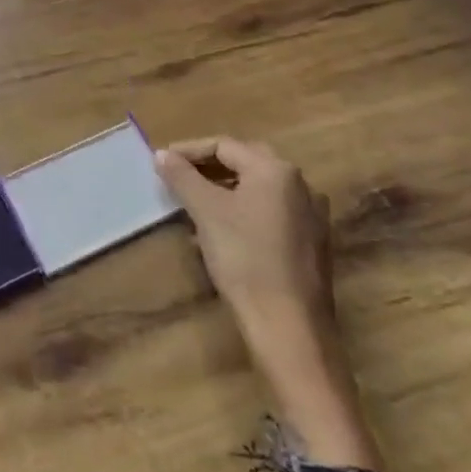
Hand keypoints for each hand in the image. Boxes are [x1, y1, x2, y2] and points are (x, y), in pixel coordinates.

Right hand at [156, 136, 382, 471]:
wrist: (289, 326)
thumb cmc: (245, 258)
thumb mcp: (206, 212)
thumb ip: (182, 177)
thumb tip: (161, 154)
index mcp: (276, 170)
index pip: (224, 146)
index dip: (188, 151)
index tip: (160, 163)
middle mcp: (300, 185)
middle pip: (243, 163)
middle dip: (206, 169)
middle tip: (175, 179)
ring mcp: (310, 216)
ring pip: (255, 190)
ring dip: (221, 192)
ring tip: (189, 208)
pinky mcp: (310, 243)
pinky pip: (268, 213)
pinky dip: (239, 213)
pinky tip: (216, 235)